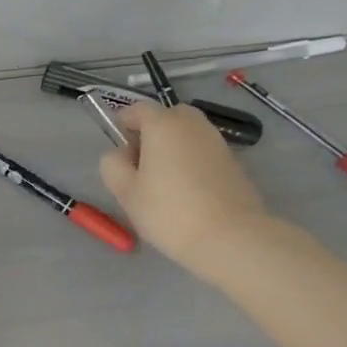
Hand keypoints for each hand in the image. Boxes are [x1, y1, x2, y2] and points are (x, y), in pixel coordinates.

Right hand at [99, 103, 271, 275]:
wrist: (231, 238)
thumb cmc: (169, 211)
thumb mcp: (125, 192)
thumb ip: (113, 165)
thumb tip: (122, 155)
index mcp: (163, 125)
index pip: (138, 109)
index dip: (123, 123)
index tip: (119, 148)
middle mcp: (192, 125)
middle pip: (167, 117)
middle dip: (151, 132)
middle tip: (141, 164)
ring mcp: (217, 142)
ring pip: (187, 134)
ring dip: (172, 147)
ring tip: (163, 181)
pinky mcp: (233, 162)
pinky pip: (203, 151)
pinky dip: (191, 160)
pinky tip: (186, 191)